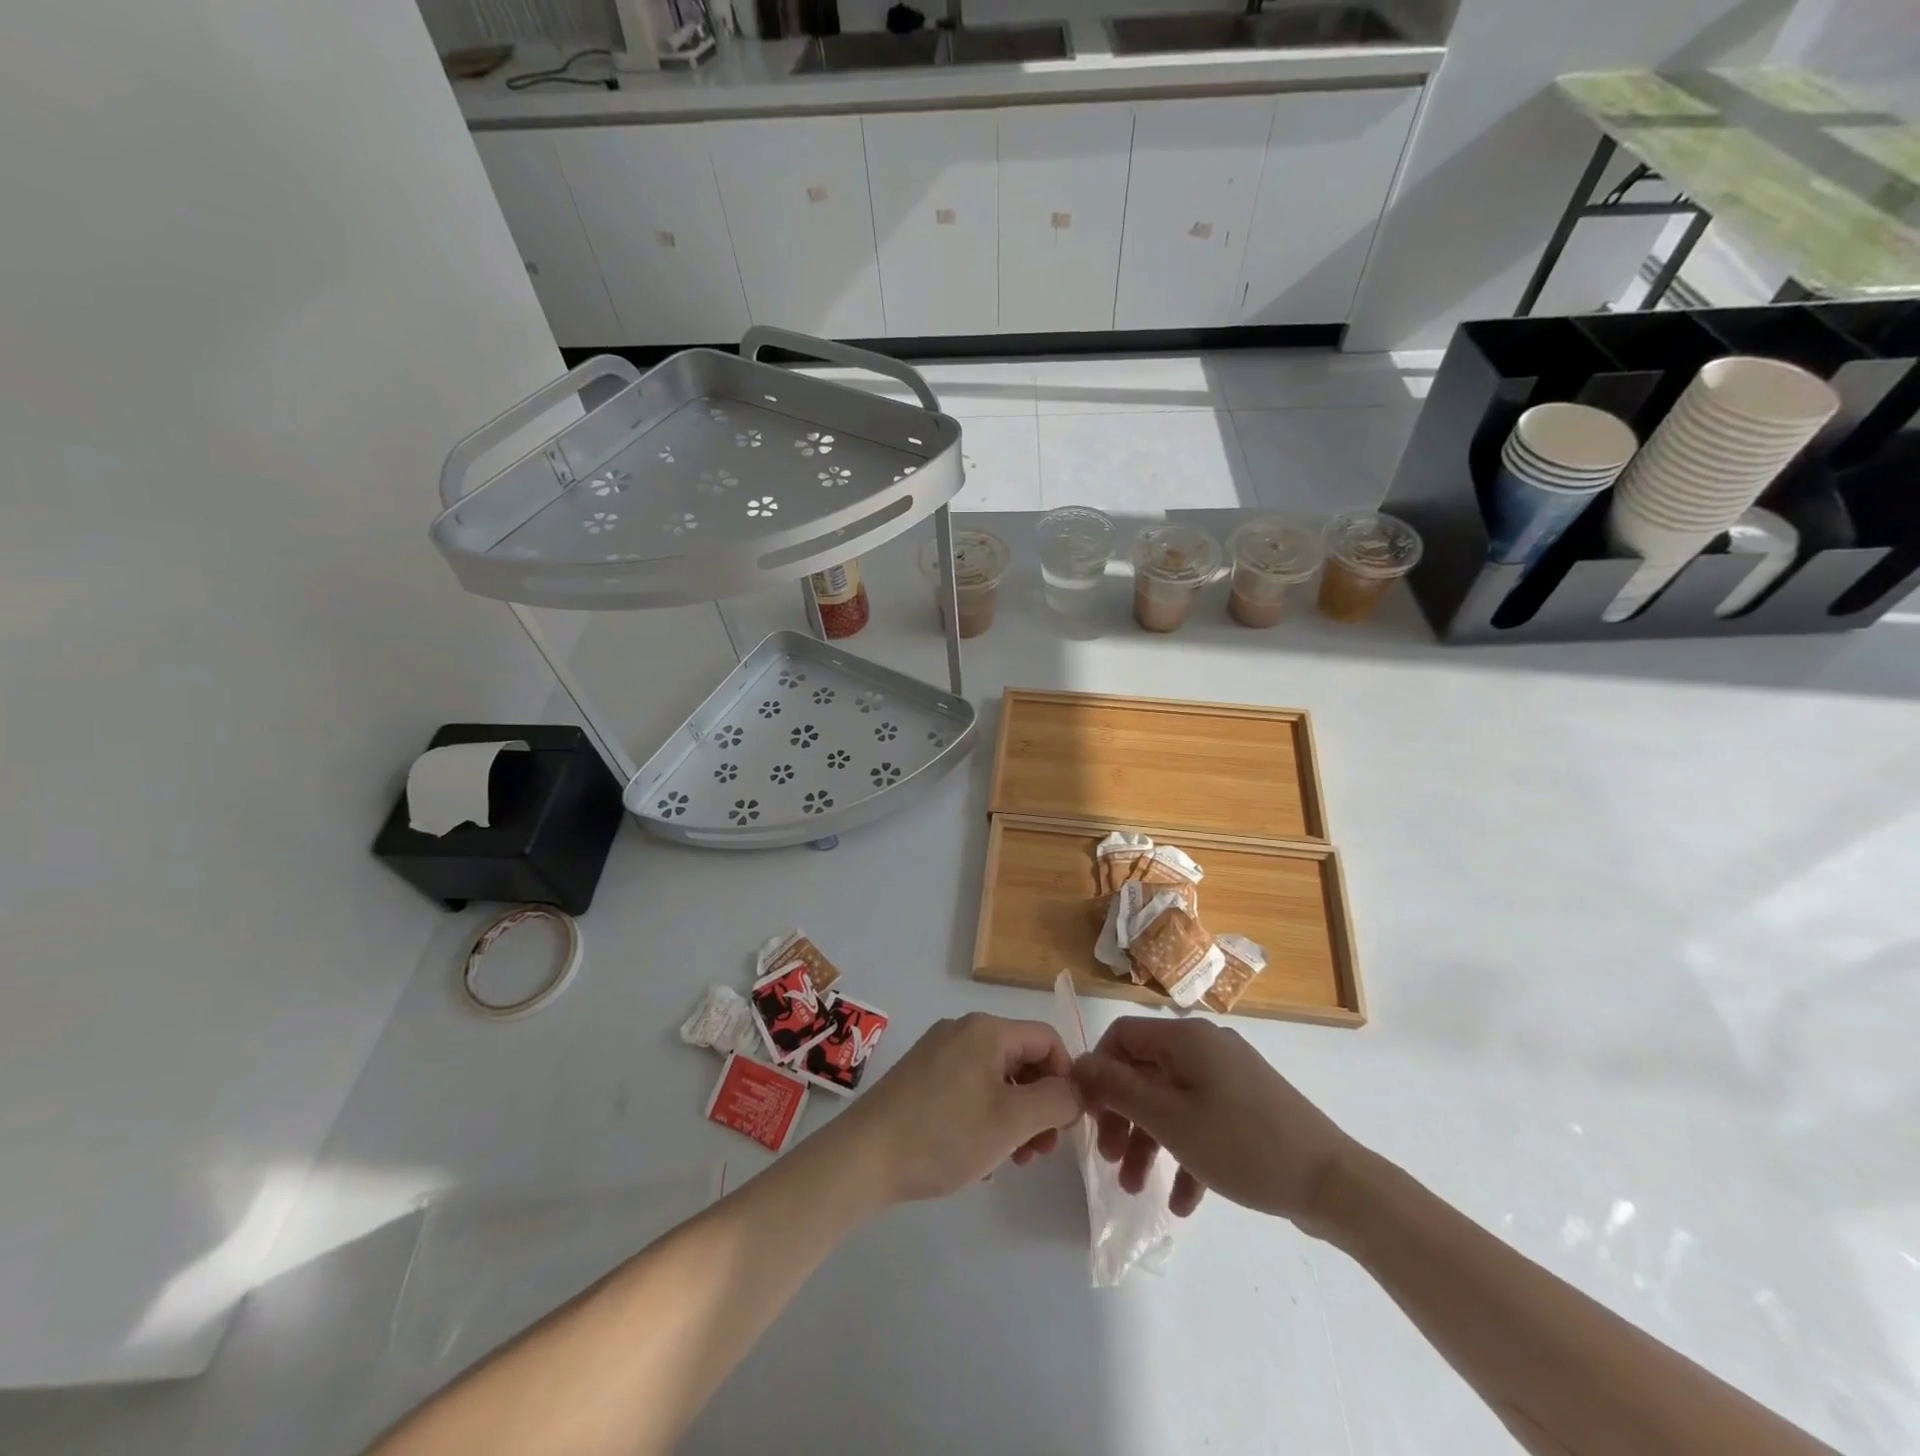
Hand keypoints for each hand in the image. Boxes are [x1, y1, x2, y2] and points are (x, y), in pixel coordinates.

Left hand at [831, 1012, 1083, 1207]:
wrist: (864, 1156)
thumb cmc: (944, 1134)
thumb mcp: (1012, 1121)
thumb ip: (1056, 1101)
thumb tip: (1077, 1090)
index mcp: (987, 1030)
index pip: (1047, 1040)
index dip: (1067, 1078)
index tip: (1066, 1125)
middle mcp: (963, 1030)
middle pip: (1021, 1060)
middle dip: (1040, 1104)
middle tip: (1040, 1152)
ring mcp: (938, 1052)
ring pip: (996, 1078)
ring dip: (1014, 1116)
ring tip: (1011, 1160)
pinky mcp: (920, 1076)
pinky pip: (969, 1088)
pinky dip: (985, 1117)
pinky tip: (979, 1157)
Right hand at [1071, 1017, 1353, 1228]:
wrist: (1333, 1183)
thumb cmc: (1242, 1144)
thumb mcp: (1170, 1120)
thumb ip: (1119, 1089)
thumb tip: (1079, 1063)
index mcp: (1186, 1038)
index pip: (1123, 1036)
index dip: (1099, 1071)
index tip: (1089, 1115)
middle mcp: (1205, 1047)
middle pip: (1145, 1072)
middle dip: (1123, 1117)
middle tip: (1109, 1159)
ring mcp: (1230, 1077)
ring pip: (1172, 1101)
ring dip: (1150, 1143)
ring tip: (1137, 1190)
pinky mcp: (1248, 1107)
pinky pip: (1203, 1121)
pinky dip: (1187, 1154)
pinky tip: (1184, 1204)